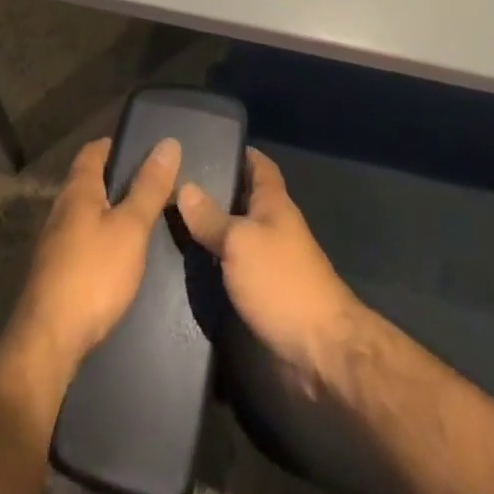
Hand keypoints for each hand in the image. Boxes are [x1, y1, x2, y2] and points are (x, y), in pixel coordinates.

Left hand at [7, 135, 182, 371]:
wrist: (47, 342)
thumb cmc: (92, 274)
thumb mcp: (131, 228)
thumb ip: (149, 187)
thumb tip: (168, 143)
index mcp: (78, 190)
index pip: (93, 151)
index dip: (115, 145)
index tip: (143, 149)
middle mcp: (61, 209)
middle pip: (88, 181)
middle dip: (117, 179)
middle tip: (152, 185)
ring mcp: (54, 242)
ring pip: (85, 213)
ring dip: (110, 211)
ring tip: (142, 219)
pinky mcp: (55, 273)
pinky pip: (82, 240)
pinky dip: (102, 237)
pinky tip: (119, 256)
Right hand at [176, 148, 360, 380]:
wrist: (320, 348)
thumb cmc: (281, 281)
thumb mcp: (239, 242)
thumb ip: (211, 217)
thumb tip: (184, 186)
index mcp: (274, 202)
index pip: (259, 165)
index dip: (239, 152)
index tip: (207, 145)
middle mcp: (274, 225)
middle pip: (245, 198)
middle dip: (217, 191)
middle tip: (176, 185)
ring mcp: (272, 261)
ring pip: (239, 234)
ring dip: (214, 229)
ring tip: (173, 222)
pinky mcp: (266, 293)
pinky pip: (237, 266)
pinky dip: (218, 262)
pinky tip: (192, 265)